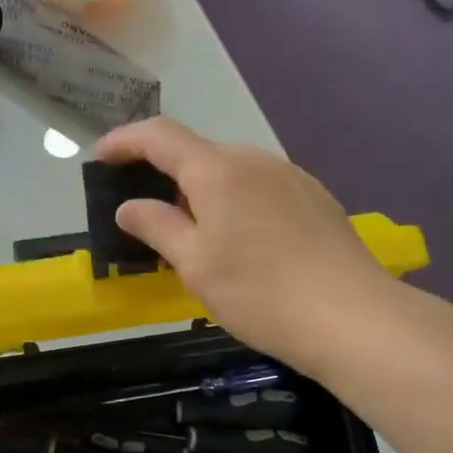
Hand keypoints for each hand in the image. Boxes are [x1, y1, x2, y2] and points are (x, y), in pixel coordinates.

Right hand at [95, 118, 398, 377]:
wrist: (351, 316)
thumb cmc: (259, 292)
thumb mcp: (194, 264)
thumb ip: (157, 226)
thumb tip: (129, 206)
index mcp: (217, 169)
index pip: (159, 136)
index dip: (124, 141)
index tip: (101, 158)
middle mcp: (254, 159)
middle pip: (197, 152)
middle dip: (164, 172)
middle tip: (146, 211)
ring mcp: (290, 175)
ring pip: (232, 170)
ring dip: (202, 189)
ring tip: (194, 232)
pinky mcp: (315, 196)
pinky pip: (260, 186)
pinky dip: (236, 200)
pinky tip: (242, 240)